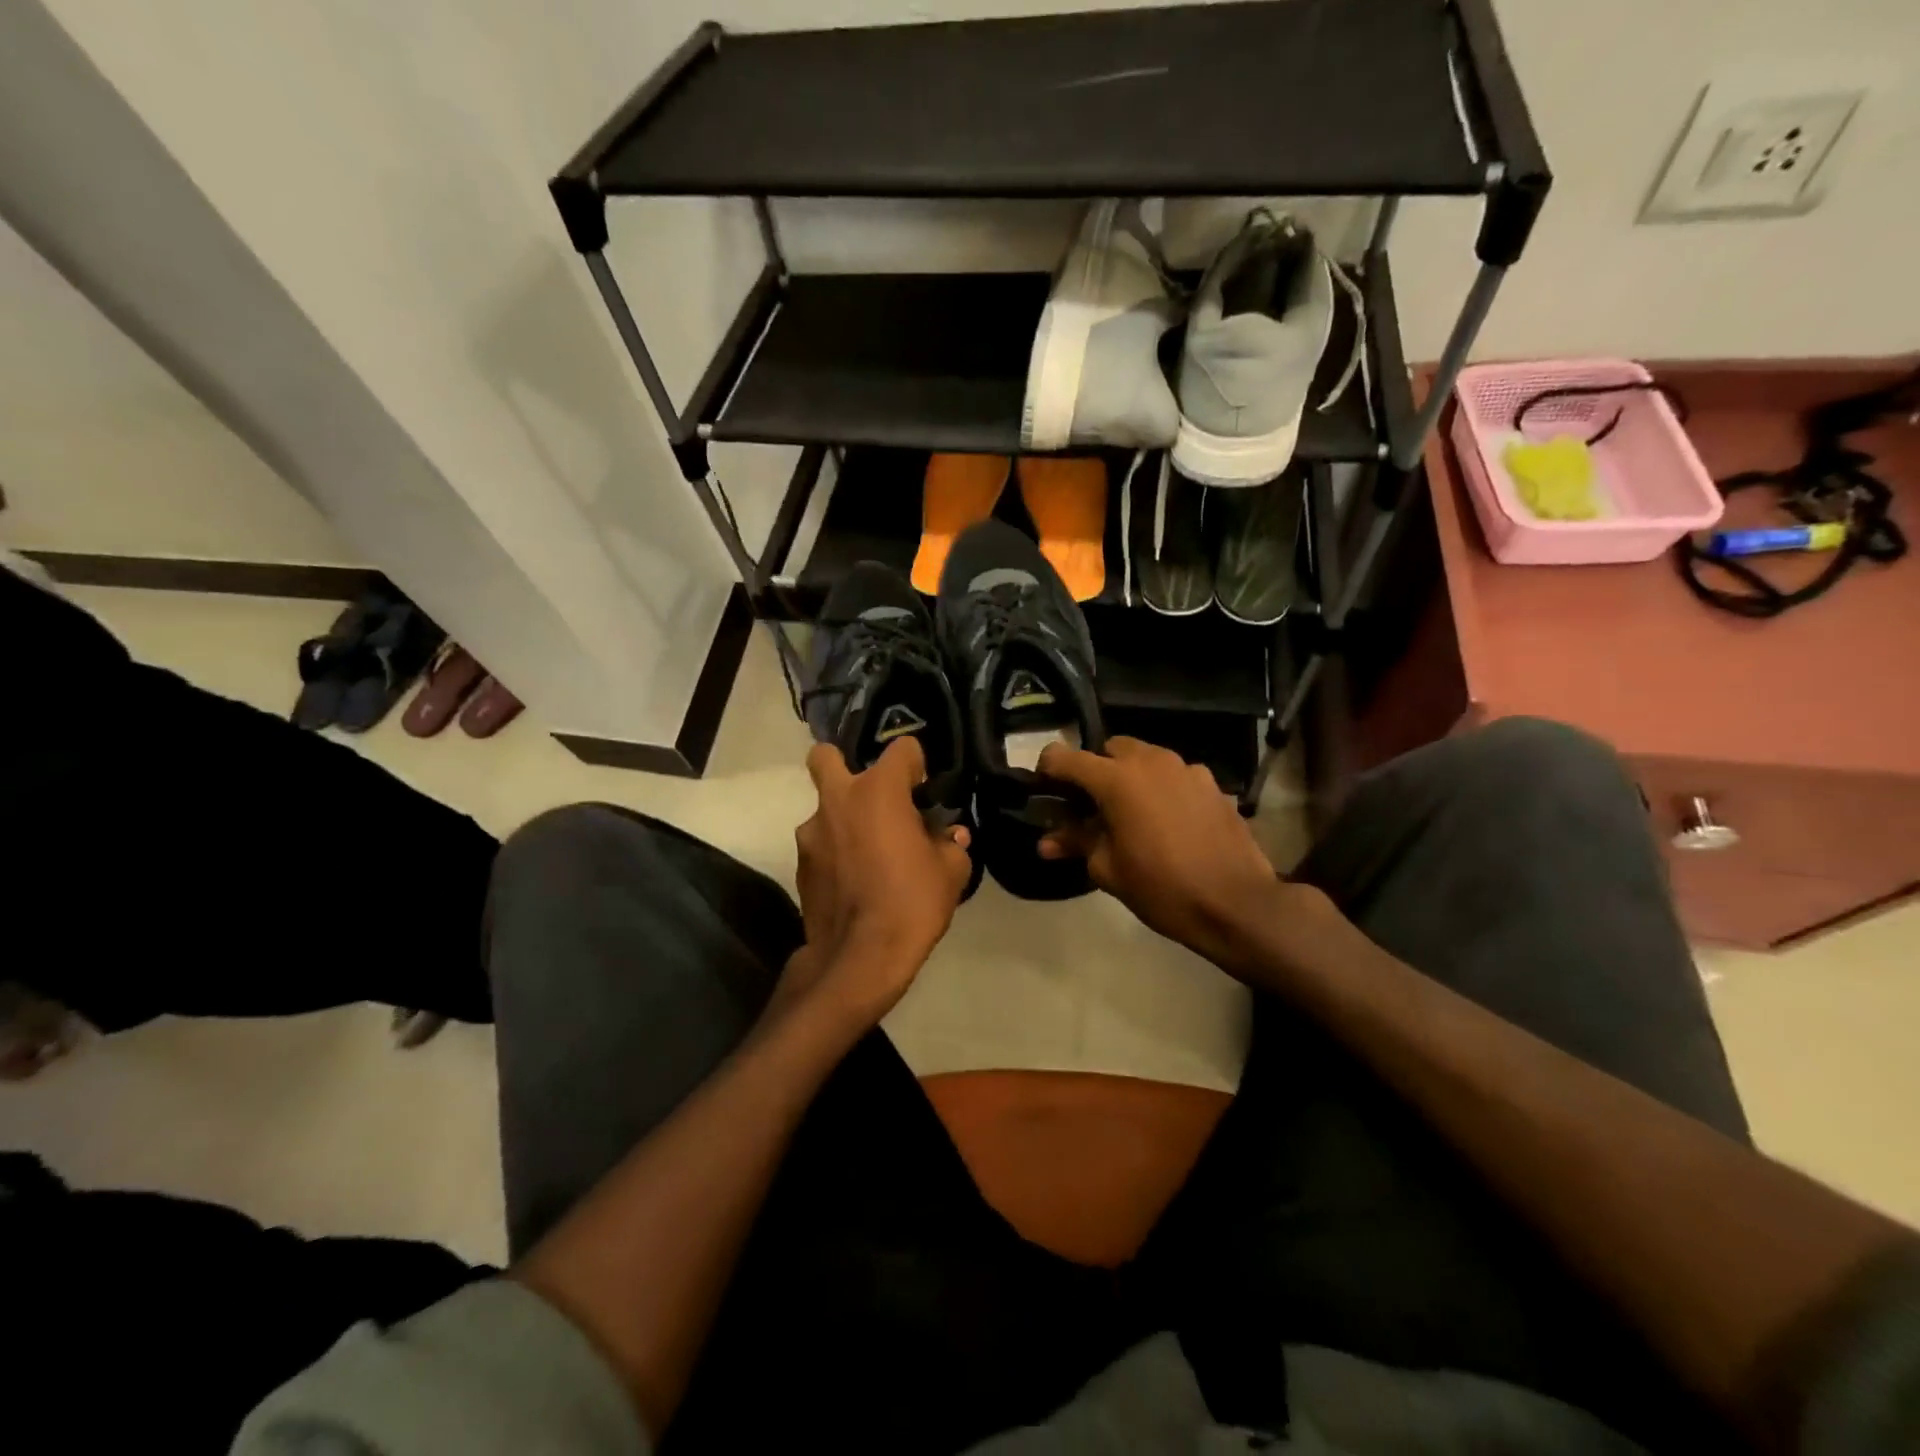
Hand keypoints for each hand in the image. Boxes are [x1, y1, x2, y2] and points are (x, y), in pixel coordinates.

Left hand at [791, 737, 972, 1021]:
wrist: (860, 958)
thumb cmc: (912, 902)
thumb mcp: (951, 872)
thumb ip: (951, 844)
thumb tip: (950, 836)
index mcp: (878, 791)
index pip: (901, 749)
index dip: (916, 765)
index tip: (923, 789)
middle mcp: (838, 800)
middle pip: (826, 756)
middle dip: (844, 763)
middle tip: (872, 795)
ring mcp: (812, 833)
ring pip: (824, 807)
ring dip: (843, 818)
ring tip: (868, 851)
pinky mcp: (801, 865)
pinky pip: (821, 843)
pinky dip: (836, 851)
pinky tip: (855, 879)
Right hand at [1037, 737, 1285, 963]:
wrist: (1236, 903)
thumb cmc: (1162, 888)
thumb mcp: (1108, 869)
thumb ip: (1076, 843)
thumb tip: (1046, 842)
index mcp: (1117, 778)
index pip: (1065, 757)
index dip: (1048, 770)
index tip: (1045, 790)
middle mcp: (1151, 761)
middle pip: (1110, 749)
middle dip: (1096, 770)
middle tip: (1092, 807)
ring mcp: (1187, 769)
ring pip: (1147, 758)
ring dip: (1132, 777)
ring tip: (1132, 815)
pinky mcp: (1213, 784)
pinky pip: (1176, 776)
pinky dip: (1163, 789)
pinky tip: (1169, 823)